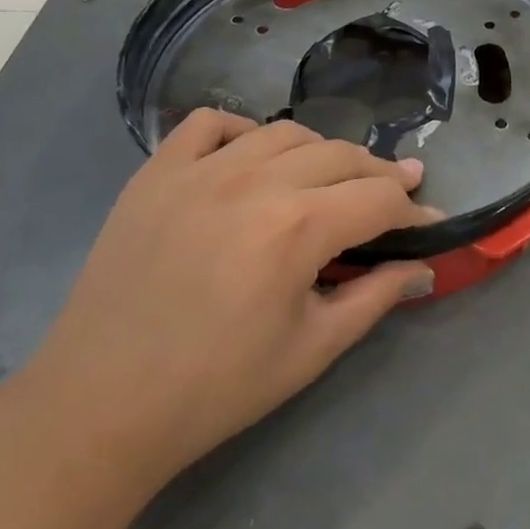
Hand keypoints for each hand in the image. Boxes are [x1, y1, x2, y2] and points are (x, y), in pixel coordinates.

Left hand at [18, 111, 442, 490]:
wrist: (101, 405)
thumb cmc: (215, 388)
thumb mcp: (310, 351)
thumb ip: (374, 298)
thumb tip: (423, 267)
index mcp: (298, 227)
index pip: (378, 198)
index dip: (412, 210)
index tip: (429, 221)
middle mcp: (256, 180)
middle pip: (340, 155)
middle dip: (377, 173)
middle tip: (393, 194)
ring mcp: (201, 169)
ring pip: (283, 132)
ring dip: (318, 151)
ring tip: (326, 177)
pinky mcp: (157, 171)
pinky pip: (208, 123)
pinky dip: (239, 130)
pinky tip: (248, 156)